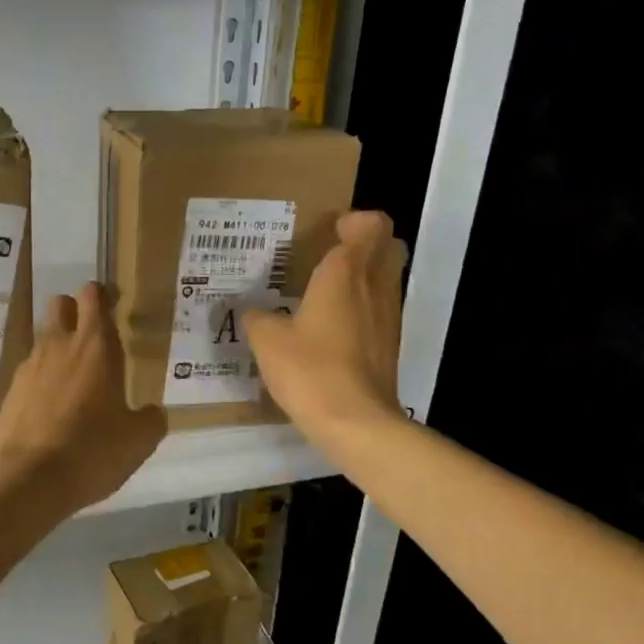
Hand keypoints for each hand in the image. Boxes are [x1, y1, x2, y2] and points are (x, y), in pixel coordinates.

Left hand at [0, 281, 167, 511]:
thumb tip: (152, 413)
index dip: (103, 295)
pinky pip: (28, 376)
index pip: (94, 297)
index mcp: (95, 346)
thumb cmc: (92, 450)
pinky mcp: (8, 395)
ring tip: (74, 384)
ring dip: (58, 351)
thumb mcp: (139, 441)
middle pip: (60, 305)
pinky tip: (51, 412)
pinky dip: (41, 384)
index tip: (113, 304)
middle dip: (75, 312)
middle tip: (93, 339)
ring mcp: (28, 369)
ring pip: (42, 341)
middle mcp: (58, 347)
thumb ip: (150, 419)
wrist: (27, 479)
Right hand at [244, 210, 408, 446]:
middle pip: (390, 247)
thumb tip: (251, 312)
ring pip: (388, 279)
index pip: (371, 226)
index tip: (331, 232)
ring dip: (368, 276)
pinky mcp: (392, 345)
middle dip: (368, 243)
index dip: (355, 222)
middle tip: (334, 256)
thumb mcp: (267, 341)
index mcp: (345, 273)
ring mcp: (389, 317)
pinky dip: (366, 308)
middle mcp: (375, 286)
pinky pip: (383, 310)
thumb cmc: (309, 370)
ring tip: (331, 293)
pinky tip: (337, 329)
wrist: (355, 421)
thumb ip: (258, 318)